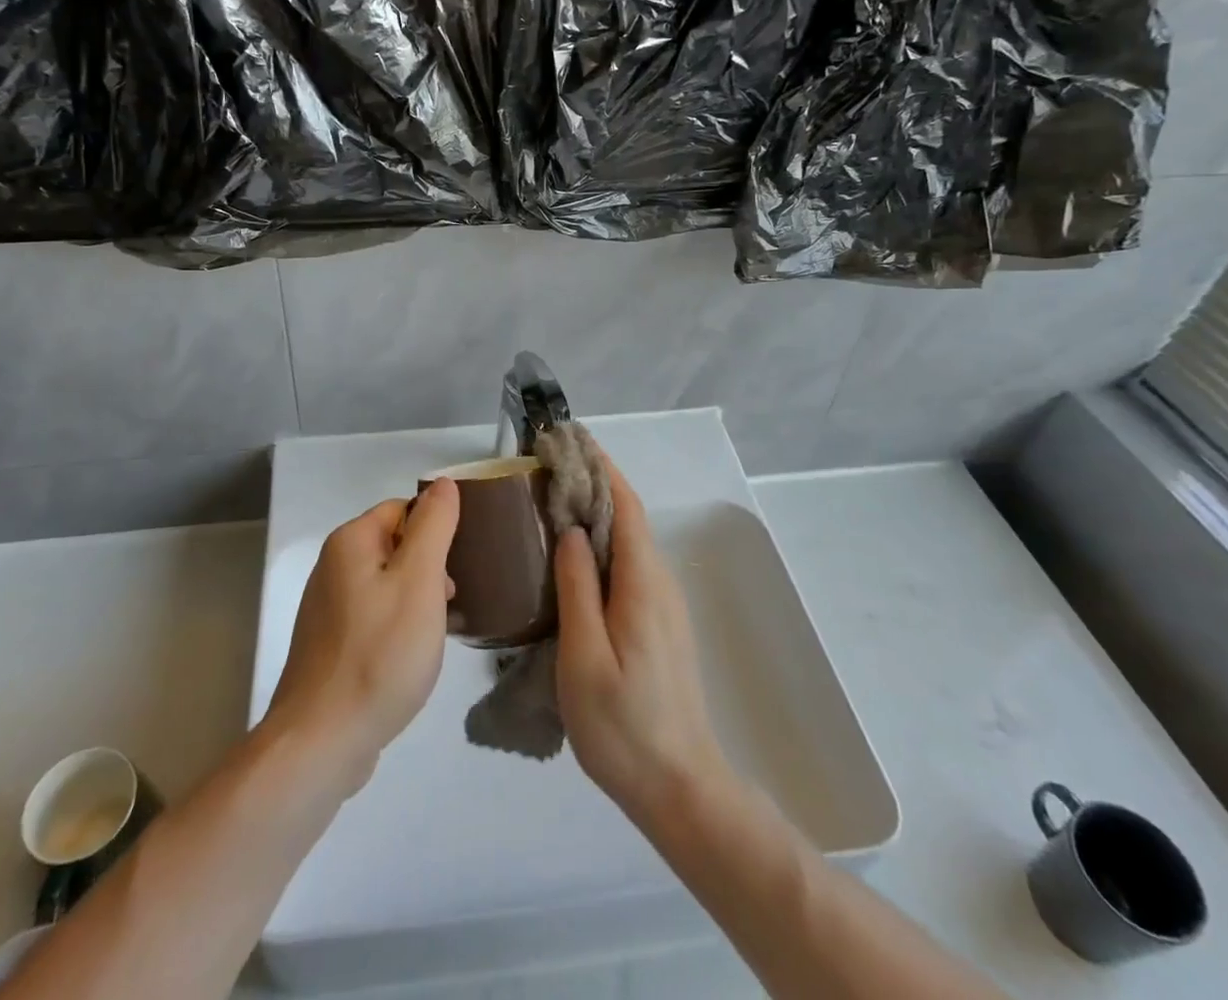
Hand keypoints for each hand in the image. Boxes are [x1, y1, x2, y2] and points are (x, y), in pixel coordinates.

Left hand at [265, 478, 460, 792]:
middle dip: (427, 568)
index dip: (436, 532)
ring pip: (385, 582)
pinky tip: (408, 656)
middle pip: (394, 545)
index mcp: (350, 541)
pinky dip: (395, 626)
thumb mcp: (419, 581)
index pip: (403, 509)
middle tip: (448, 604)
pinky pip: (372, 615)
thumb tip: (443, 483)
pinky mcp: (328, 643)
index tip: (457, 567)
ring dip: (415, 599)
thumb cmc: (379, 654)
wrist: (322, 741)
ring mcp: (326, 607)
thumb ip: (433, 525)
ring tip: (434, 633)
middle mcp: (332, 565)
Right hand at [555, 462, 729, 825]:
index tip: (568, 440)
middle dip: (593, 481)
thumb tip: (572, 530)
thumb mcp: (584, 656)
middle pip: (628, 515)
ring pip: (629, 540)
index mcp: (642, 582)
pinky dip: (602, 541)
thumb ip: (577, 587)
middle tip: (547, 464)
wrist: (680, 787)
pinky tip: (574, 553)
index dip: (599, 466)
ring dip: (596, 510)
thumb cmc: (623, 725)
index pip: (624, 504)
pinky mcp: (658, 623)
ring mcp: (662, 603)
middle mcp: (658, 582)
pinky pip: (629, 564)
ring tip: (552, 497)